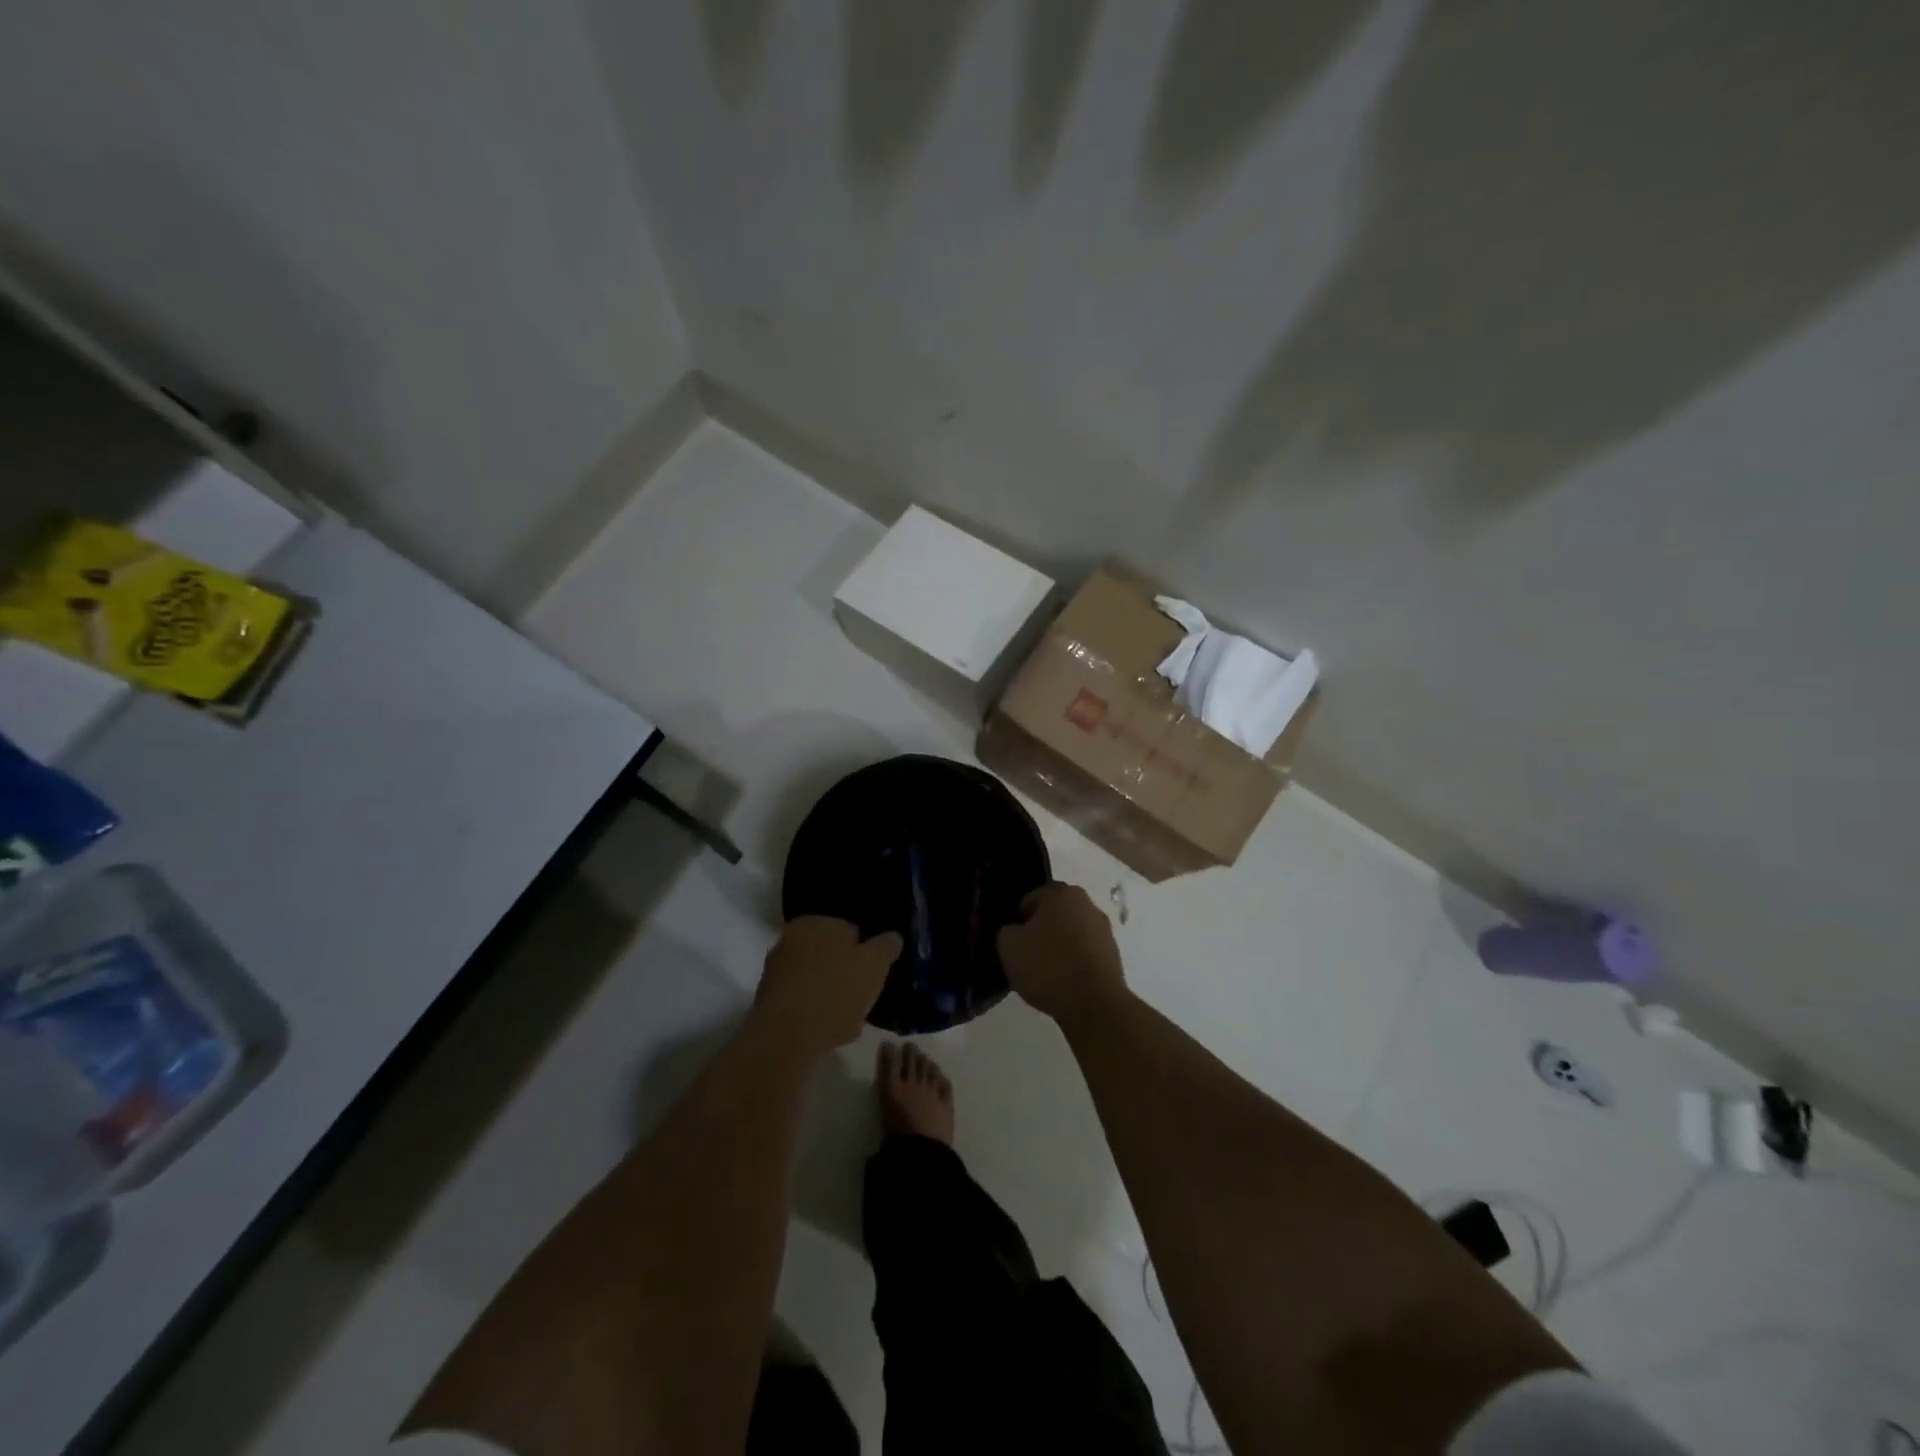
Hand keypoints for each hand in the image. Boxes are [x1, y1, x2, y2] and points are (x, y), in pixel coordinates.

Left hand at [753, 917, 901, 1057]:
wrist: (786, 1038)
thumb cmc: (835, 991)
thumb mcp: (875, 964)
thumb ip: (886, 946)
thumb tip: (892, 937)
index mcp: (814, 922)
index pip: (850, 931)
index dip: (866, 953)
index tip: (874, 975)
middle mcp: (789, 940)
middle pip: (831, 956)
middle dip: (847, 975)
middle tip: (863, 998)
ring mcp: (775, 971)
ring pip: (817, 981)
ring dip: (832, 997)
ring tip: (849, 1021)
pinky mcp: (767, 1002)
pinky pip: (802, 1003)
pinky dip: (815, 1013)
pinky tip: (829, 1033)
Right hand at [998, 882, 1126, 1024]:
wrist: (1094, 1004)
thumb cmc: (1047, 966)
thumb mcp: (1009, 947)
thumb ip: (1007, 931)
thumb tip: (1015, 931)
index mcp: (1060, 893)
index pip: (1031, 898)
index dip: (1018, 919)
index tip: (1014, 941)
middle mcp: (1086, 903)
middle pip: (1054, 914)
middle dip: (1041, 930)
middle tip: (1027, 955)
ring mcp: (1104, 929)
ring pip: (1071, 933)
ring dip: (1059, 946)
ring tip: (1046, 973)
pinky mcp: (1113, 954)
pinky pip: (1085, 952)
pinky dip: (1074, 962)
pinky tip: (1064, 982)